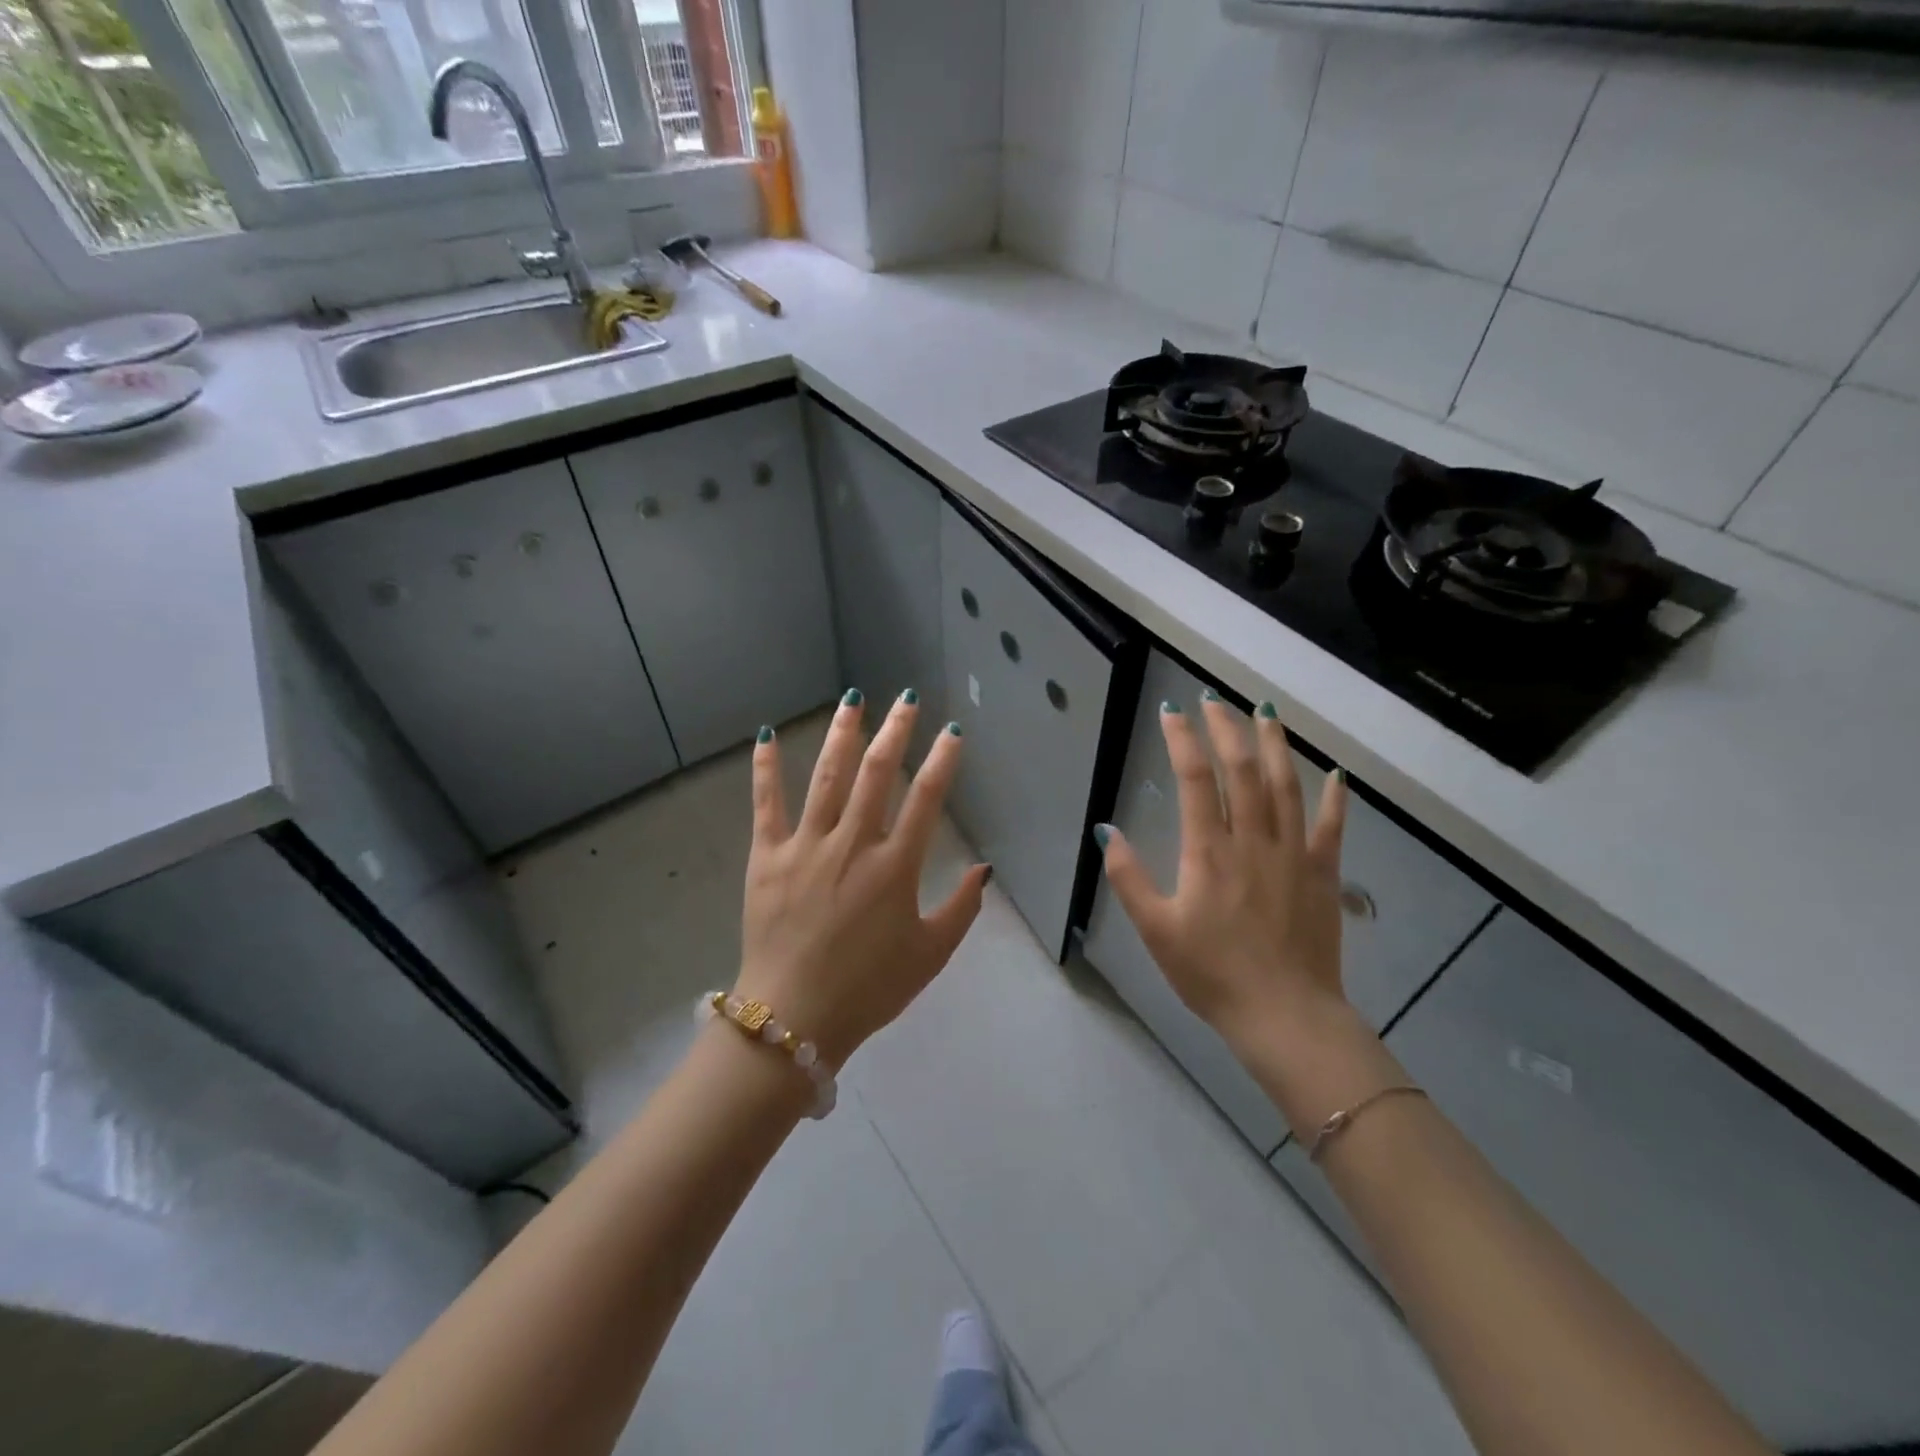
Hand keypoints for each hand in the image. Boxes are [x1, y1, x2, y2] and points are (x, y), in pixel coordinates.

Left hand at [735, 691, 990, 1069]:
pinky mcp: (766, 857)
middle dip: (895, 731)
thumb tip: (984, 868)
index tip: (951, 732)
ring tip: (853, 699)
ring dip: (842, 734)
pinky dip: (766, 768)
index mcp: (894, 867)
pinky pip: (766, 804)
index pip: (926, 799)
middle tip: (907, 699)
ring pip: (827, 777)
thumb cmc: (869, 989)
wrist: (793, 1018)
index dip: (942, 761)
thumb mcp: (930, 955)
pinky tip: (767, 735)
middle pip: (877, 774)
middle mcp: (852, 844)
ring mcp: (806, 846)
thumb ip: (962, 909)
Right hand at [1095, 694, 1350, 1040]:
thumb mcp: (1155, 930)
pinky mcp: (1322, 874)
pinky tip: (1335, 773)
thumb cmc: (1212, 974)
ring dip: (1275, 744)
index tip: (1172, 712)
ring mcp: (1293, 854)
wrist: (1284, 1016)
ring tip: (1264, 712)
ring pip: (1286, 785)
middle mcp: (1253, 840)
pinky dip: (1334, 797)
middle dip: (1226, 729)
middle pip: (1242, 769)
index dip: (1183, 740)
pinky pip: (1331, 827)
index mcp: (1209, 851)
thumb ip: (1128, 877)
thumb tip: (1105, 830)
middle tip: (1214, 700)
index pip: (1195, 779)